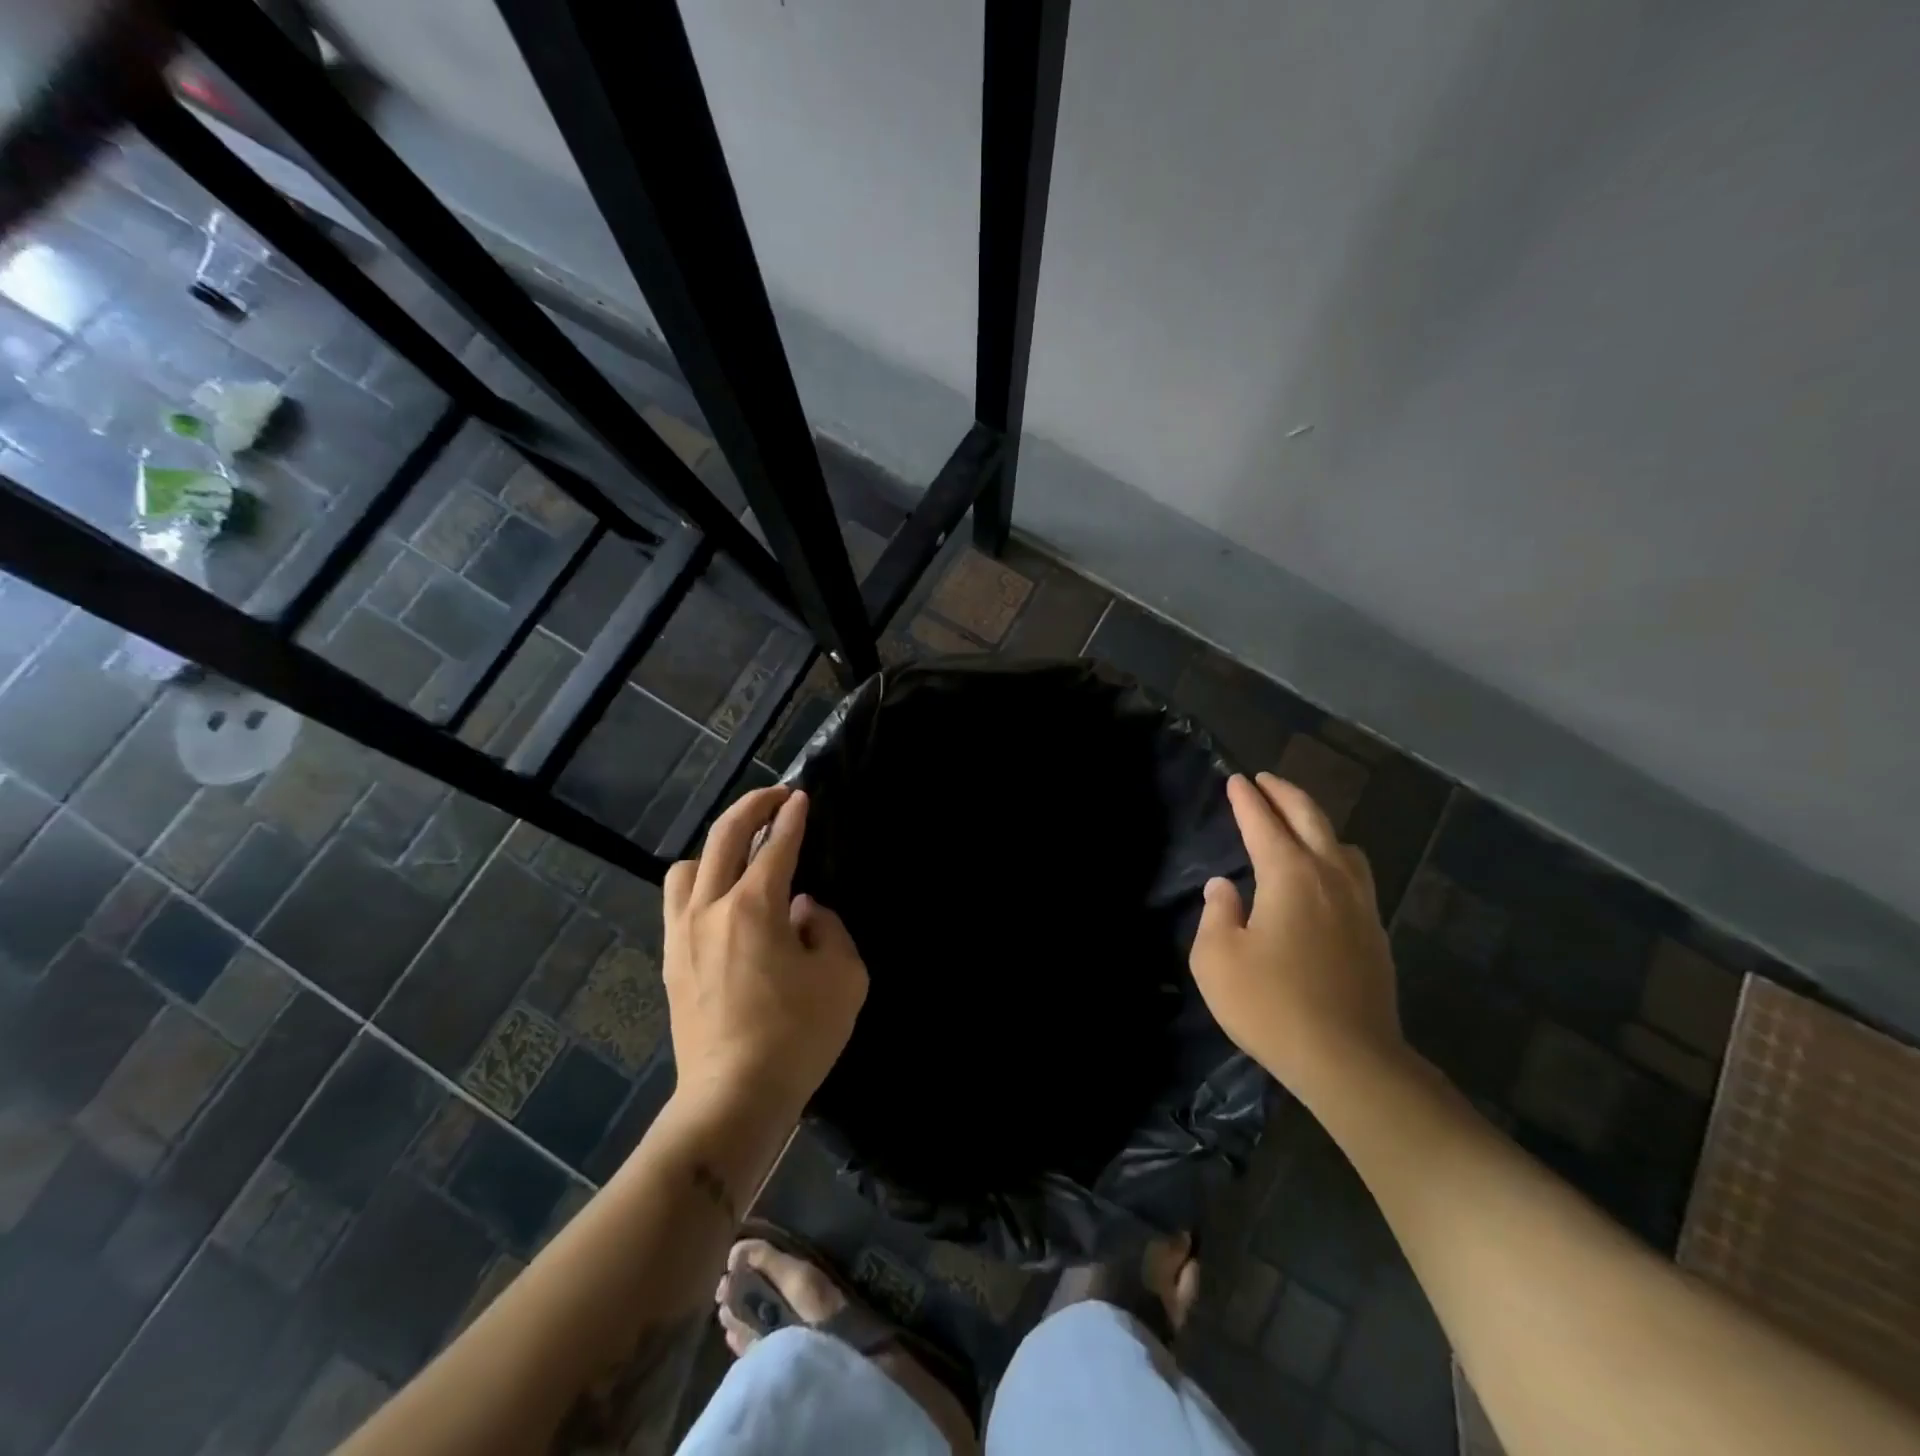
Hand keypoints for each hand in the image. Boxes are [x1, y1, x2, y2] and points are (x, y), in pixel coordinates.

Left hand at [663, 785, 867, 1119]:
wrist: (733, 1097)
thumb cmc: (797, 1035)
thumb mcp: (844, 976)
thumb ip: (828, 929)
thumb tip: (802, 911)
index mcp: (754, 907)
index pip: (776, 845)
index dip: (791, 817)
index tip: (800, 797)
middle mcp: (710, 909)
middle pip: (723, 837)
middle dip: (751, 807)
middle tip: (774, 797)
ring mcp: (683, 935)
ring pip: (687, 867)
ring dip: (715, 849)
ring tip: (741, 858)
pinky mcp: (671, 962)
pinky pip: (678, 903)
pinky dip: (700, 886)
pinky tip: (721, 903)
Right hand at [1190, 772, 1405, 1092]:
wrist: (1350, 1062)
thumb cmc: (1272, 1005)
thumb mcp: (1217, 959)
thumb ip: (1217, 913)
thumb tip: (1224, 887)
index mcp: (1290, 876)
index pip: (1264, 823)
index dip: (1246, 800)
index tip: (1235, 779)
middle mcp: (1330, 878)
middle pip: (1310, 819)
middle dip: (1285, 794)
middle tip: (1265, 781)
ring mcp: (1360, 905)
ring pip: (1342, 845)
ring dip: (1316, 824)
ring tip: (1297, 824)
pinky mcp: (1374, 934)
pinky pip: (1355, 875)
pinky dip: (1334, 857)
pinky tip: (1324, 877)